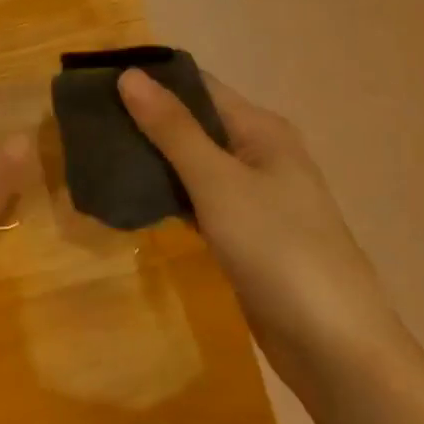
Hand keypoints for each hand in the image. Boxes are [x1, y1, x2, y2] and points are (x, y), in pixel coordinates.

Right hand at [116, 70, 399, 387]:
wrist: (336, 348)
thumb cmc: (279, 249)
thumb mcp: (219, 182)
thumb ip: (173, 129)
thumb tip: (129, 74)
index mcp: (261, 130)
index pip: (198, 86)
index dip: (151, 80)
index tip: (98, 81)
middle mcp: (259, 154)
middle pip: (194, 123)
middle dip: (145, 120)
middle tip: (87, 121)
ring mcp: (253, 197)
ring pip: (192, 164)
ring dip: (152, 158)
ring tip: (97, 153)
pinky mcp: (244, 235)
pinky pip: (197, 200)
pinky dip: (167, 195)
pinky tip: (130, 197)